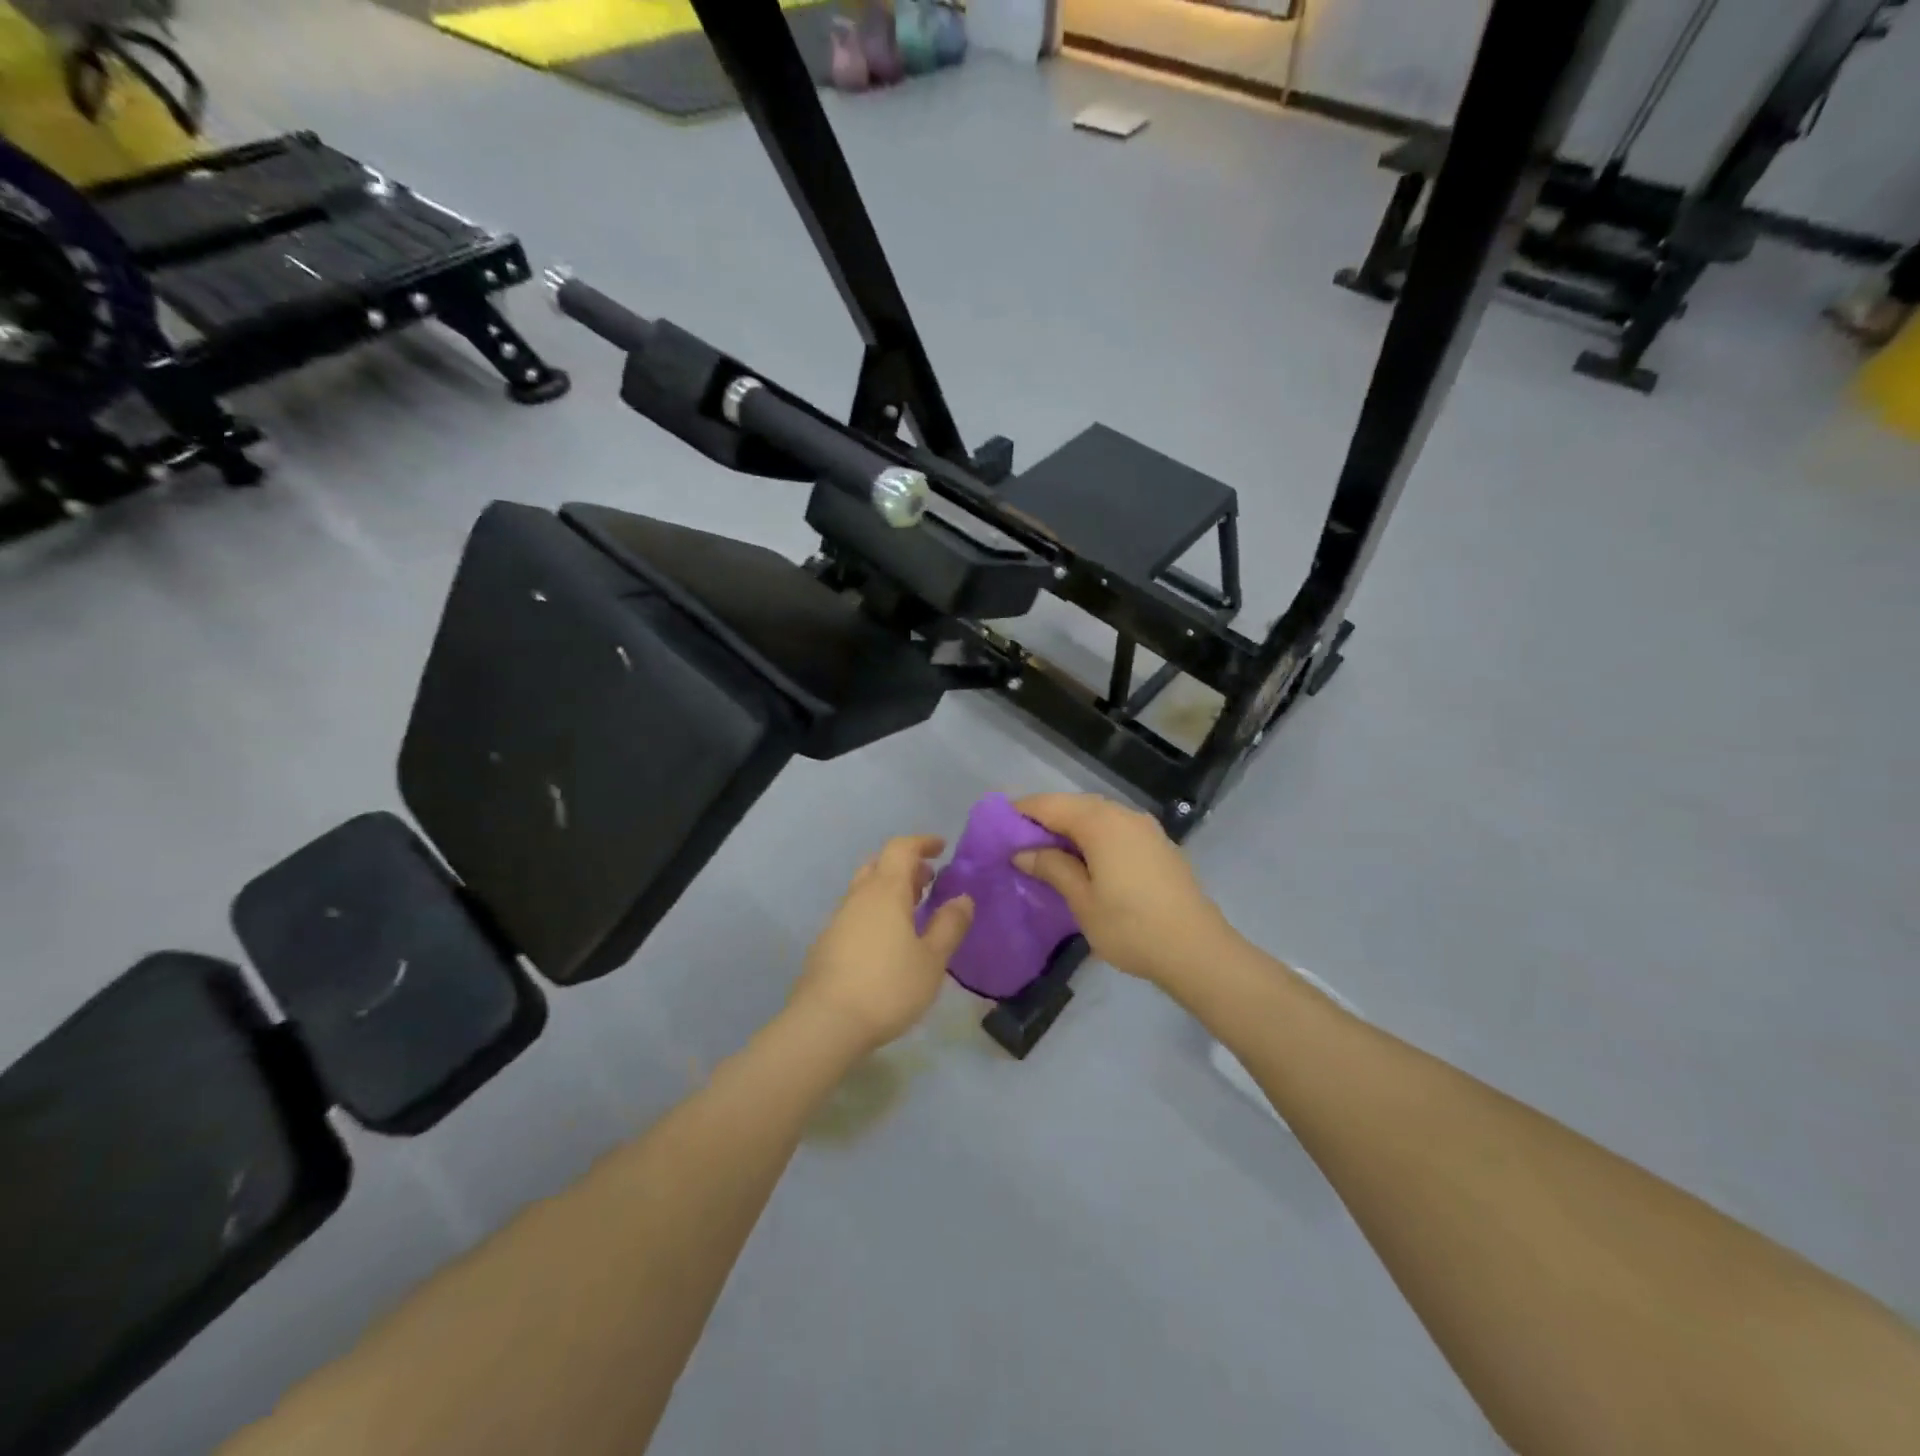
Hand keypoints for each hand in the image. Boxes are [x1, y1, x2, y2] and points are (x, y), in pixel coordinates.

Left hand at [791, 835, 973, 1054]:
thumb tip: (962, 898)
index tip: (941, 848)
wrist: (825, 1022)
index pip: (901, 849)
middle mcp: (859, 897)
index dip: (922, 843)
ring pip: (866, 889)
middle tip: (929, 881)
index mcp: (886, 891)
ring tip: (913, 911)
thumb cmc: (887, 987)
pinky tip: (888, 941)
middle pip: (880, 865)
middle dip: (907, 867)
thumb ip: (949, 926)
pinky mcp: (828, 943)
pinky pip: (857, 912)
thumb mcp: (932, 960)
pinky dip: (877, 911)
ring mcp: (839, 919)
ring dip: (891, 890)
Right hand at [1014, 793, 1238, 988]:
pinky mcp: (1157, 844)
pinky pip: (1115, 828)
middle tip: (1017, 843)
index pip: (1050, 805)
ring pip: (1096, 816)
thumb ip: (1052, 868)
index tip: (996, 827)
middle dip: (1044, 819)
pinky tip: (1083, 861)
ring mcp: (1145, 828)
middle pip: (1074, 805)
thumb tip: (1023, 851)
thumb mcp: (1082, 901)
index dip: (1021, 812)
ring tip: (1046, 854)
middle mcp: (1123, 815)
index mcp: (1101, 822)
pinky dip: (1092, 837)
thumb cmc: (1131, 927)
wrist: (1197, 950)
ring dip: (1069, 828)